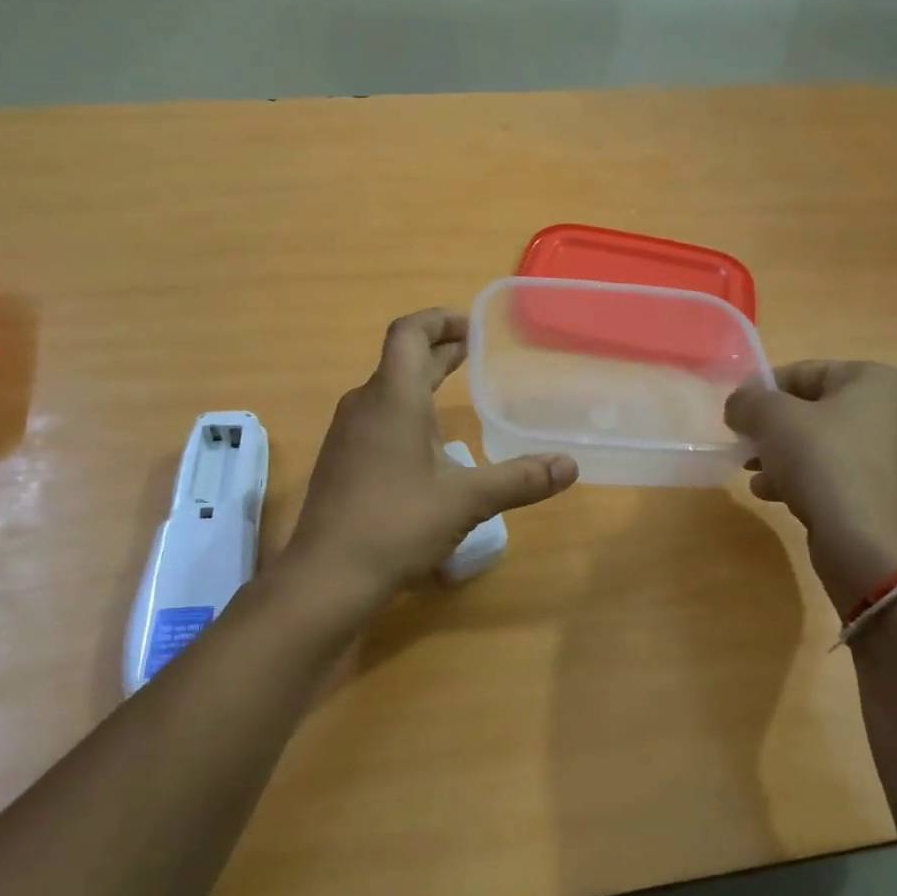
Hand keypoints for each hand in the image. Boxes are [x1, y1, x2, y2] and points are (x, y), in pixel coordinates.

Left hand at [285, 309, 578, 605]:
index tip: (472, 326)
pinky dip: (406, 410)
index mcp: (393, 397)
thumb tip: (569, 466)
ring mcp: (348, 433)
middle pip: (402, 359)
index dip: (439, 319)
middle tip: (476, 351)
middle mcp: (365, 404)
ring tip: (456, 390)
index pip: (409, 332)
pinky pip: (377, 416)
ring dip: (421, 381)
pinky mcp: (342, 459)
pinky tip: (427, 443)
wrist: (326, 576)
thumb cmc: (397, 524)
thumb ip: (519, 479)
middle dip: (440, 350)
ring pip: (388, 389)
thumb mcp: (466, 500)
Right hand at [725, 361, 896, 615]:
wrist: (870, 545)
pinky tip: (773, 494)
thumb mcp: (772, 419)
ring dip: (784, 454)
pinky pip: (839, 474)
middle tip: (745, 443)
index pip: (807, 371)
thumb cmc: (824, 463)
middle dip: (774, 427)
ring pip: (825, 444)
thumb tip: (739, 404)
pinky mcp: (889, 493)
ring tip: (753, 472)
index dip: (764, 389)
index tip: (737, 413)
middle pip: (816, 409)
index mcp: (878, 381)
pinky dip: (806, 478)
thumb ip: (748, 401)